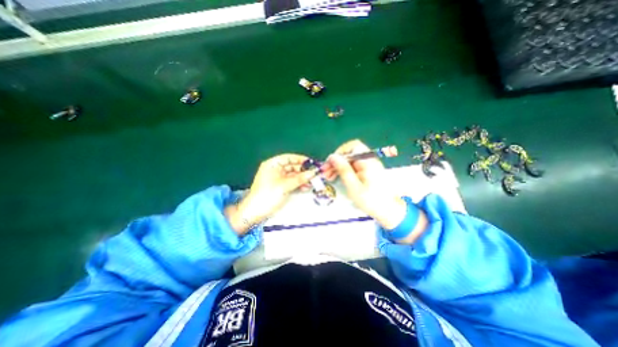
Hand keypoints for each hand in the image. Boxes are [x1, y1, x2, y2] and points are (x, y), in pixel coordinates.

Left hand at [226, 155, 318, 235]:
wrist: (255, 212)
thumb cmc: (267, 195)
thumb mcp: (284, 185)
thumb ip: (299, 178)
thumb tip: (313, 172)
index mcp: (273, 164)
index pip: (288, 158)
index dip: (300, 159)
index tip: (311, 163)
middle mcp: (275, 170)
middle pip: (292, 167)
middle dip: (303, 171)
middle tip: (315, 174)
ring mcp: (278, 179)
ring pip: (293, 175)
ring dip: (302, 178)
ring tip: (313, 182)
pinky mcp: (280, 187)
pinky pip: (292, 183)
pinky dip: (299, 184)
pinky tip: (306, 187)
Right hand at [318, 140, 408, 229]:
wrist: (387, 211)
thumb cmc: (371, 200)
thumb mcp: (354, 186)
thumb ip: (343, 170)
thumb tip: (332, 156)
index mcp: (368, 161)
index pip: (352, 146)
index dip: (340, 152)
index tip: (330, 163)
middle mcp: (368, 160)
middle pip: (349, 154)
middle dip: (336, 161)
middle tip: (325, 172)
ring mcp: (367, 166)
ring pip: (349, 160)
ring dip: (338, 167)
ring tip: (328, 177)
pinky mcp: (366, 171)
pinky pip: (352, 166)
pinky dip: (343, 171)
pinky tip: (336, 177)